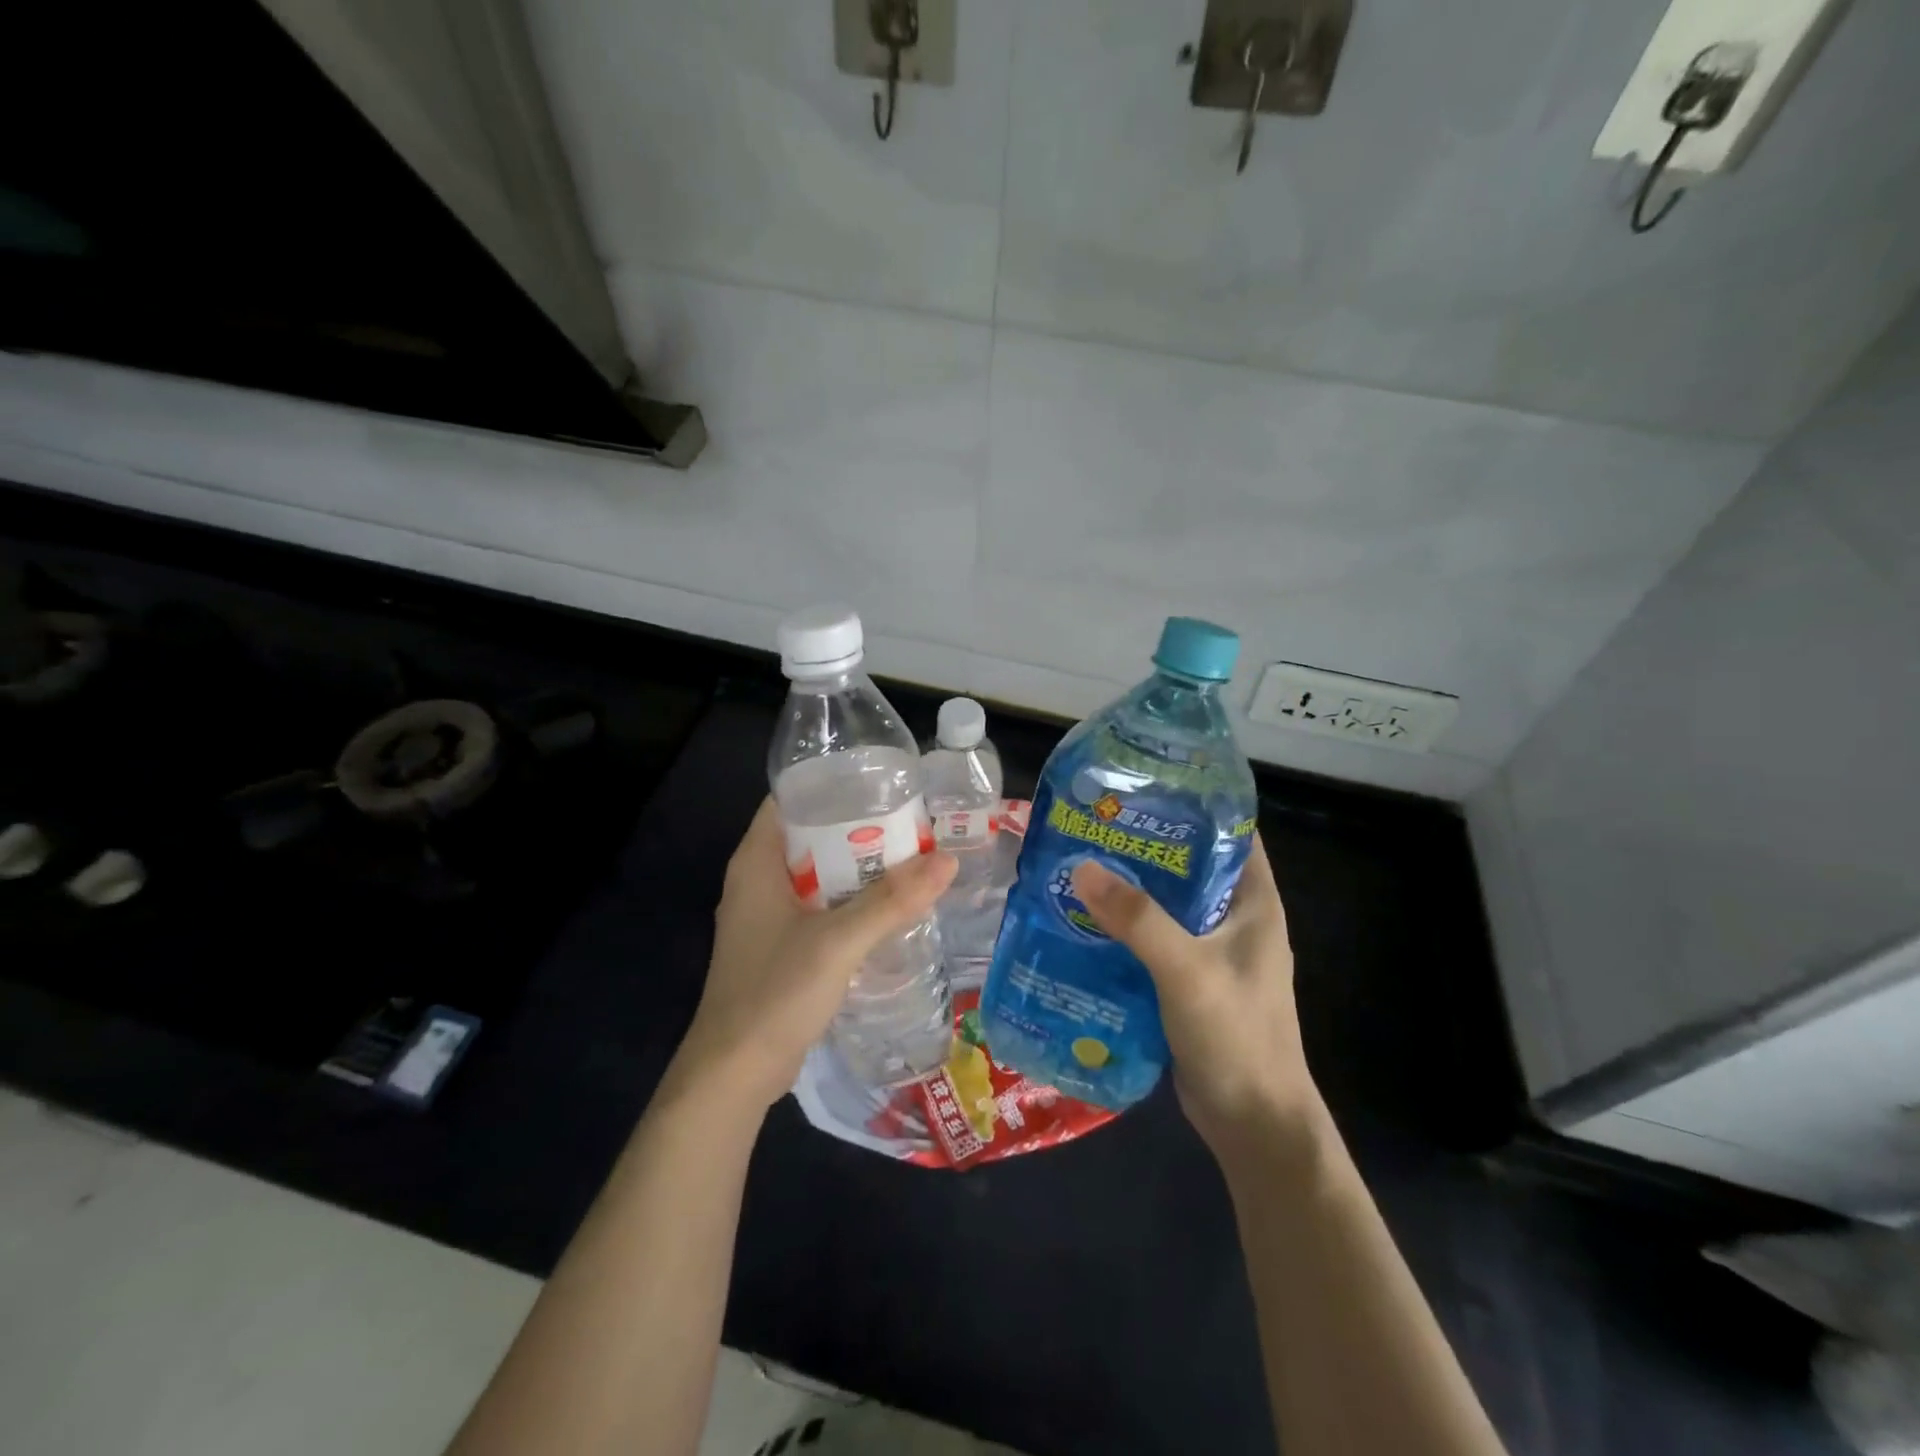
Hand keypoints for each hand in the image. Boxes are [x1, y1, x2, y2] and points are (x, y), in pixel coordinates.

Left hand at [668, 797, 957, 1116]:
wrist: (733, 1074)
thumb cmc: (774, 993)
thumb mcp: (838, 942)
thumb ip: (891, 901)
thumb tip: (947, 861)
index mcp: (756, 861)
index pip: (790, 799)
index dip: (832, 783)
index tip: (880, 780)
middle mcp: (757, 880)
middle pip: (810, 834)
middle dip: (856, 825)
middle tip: (909, 818)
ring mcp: (767, 915)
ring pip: (818, 873)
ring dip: (857, 865)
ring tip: (909, 854)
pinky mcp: (780, 945)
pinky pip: (820, 906)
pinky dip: (850, 898)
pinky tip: (887, 904)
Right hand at [1071, 835, 1316, 1162]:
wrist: (1253, 1125)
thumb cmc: (1237, 1037)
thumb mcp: (1187, 971)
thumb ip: (1138, 919)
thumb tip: (1081, 867)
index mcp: (1254, 902)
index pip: (1231, 832)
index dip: (1193, 803)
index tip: (1143, 784)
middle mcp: (1236, 919)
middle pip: (1189, 866)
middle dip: (1145, 845)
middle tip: (1093, 825)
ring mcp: (1212, 952)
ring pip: (1167, 905)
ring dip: (1130, 889)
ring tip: (1078, 864)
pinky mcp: (1188, 982)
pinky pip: (1153, 941)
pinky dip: (1124, 928)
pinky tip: (1083, 921)